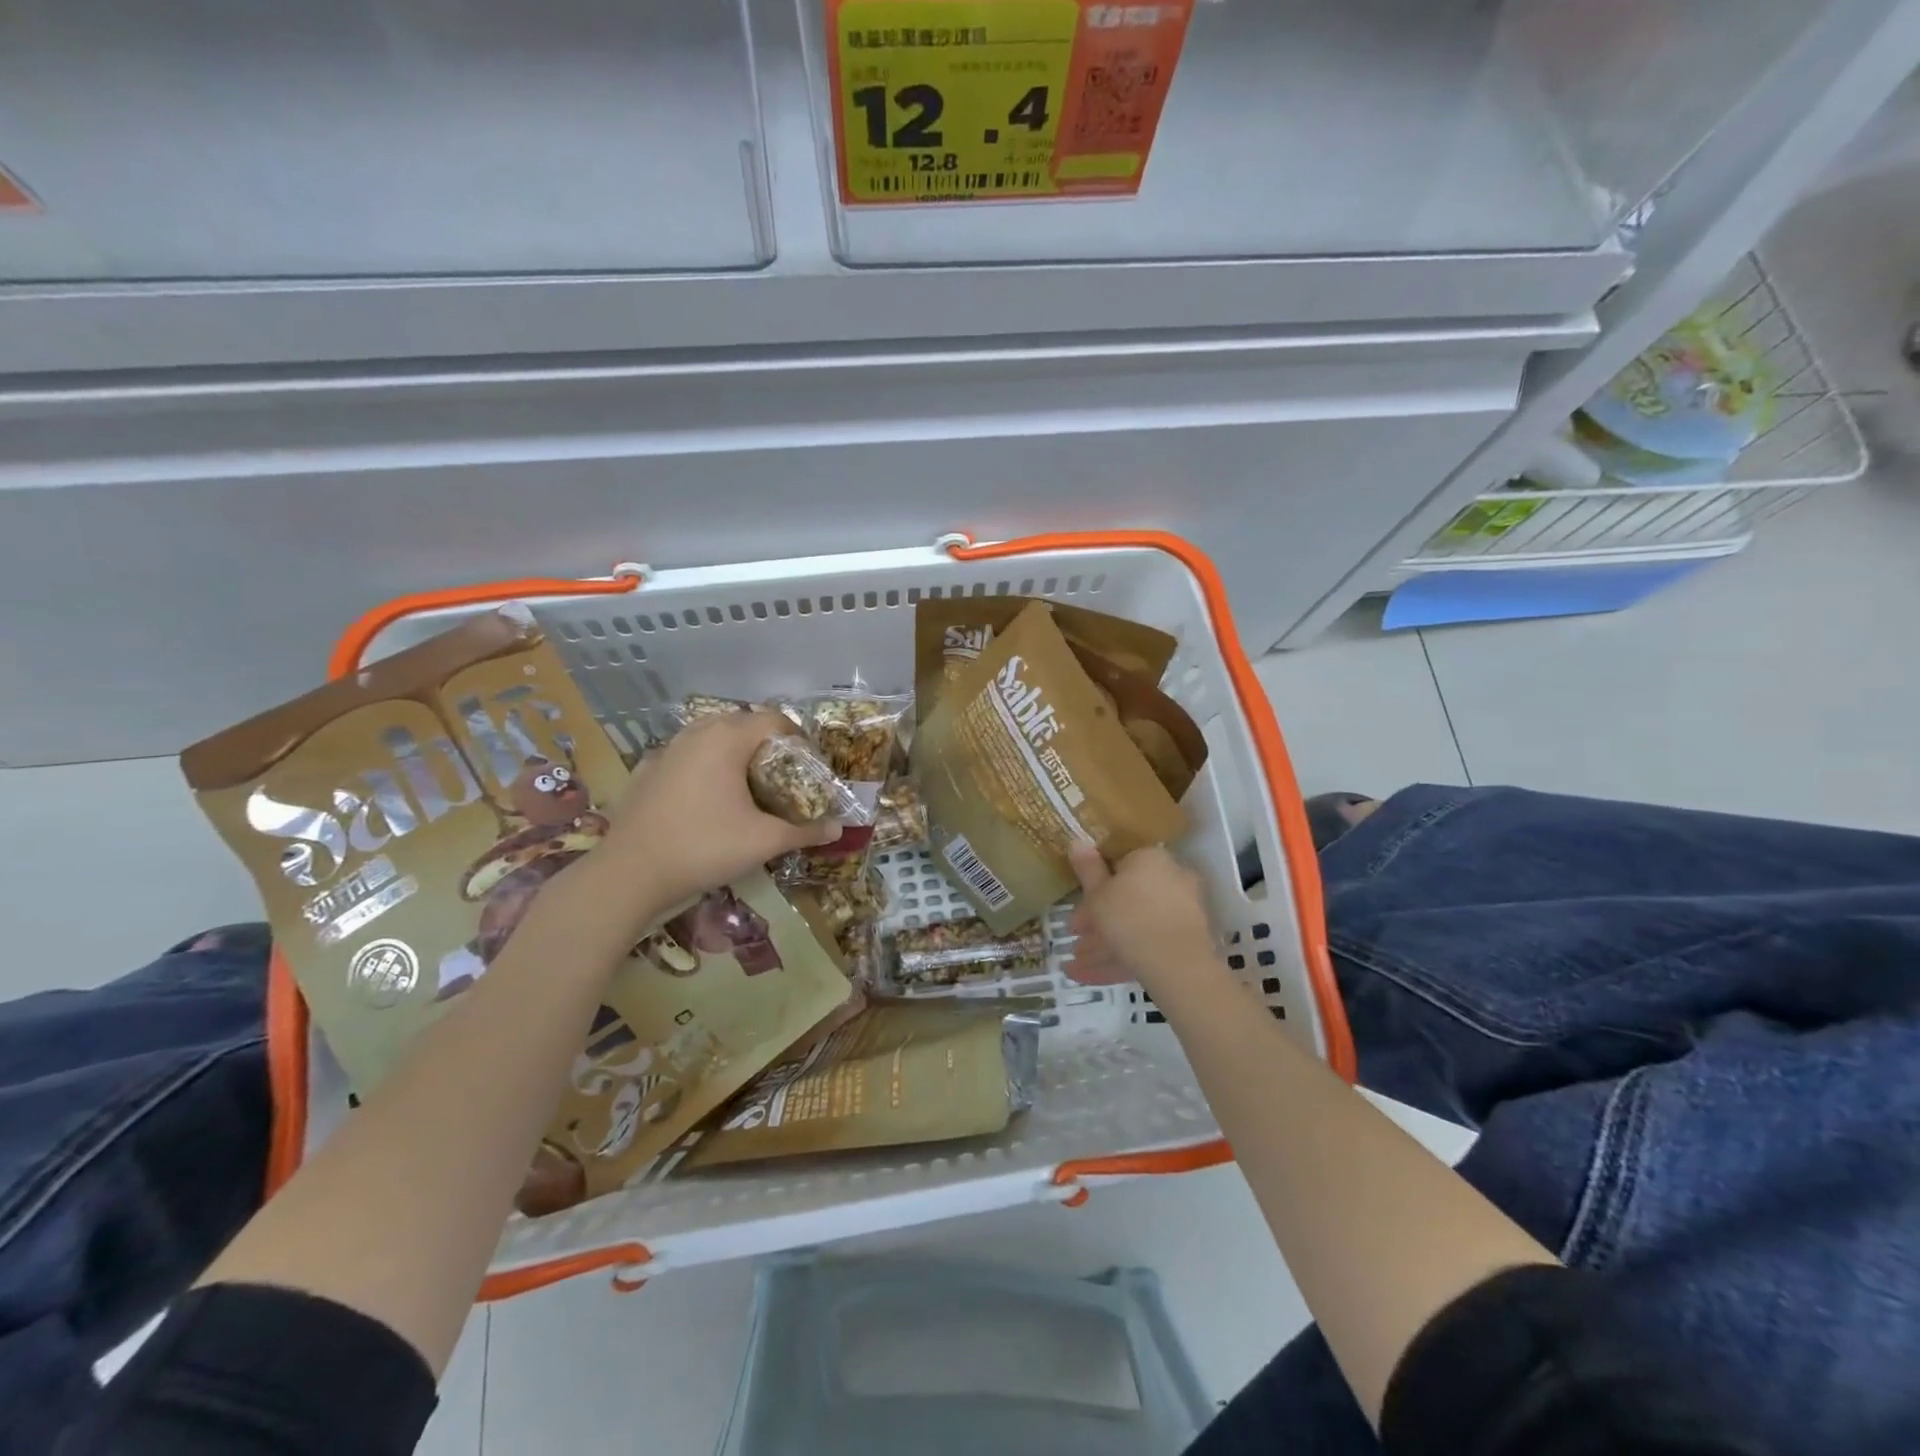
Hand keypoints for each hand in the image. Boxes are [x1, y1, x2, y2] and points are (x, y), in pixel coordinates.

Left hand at [604, 712, 839, 913]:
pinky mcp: (646, 770)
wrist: (630, 874)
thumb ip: (804, 832)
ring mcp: (666, 750)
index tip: (809, 765)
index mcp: (727, 739)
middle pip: (742, 723)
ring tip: (746, 784)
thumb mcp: (763, 841)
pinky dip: (702, 767)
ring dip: (732, 752)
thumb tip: (838, 830)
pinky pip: (684, 756)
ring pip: (709, 737)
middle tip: (782, 775)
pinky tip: (705, 797)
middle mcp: (696, 734)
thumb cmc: (704, 847)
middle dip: (766, 744)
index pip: (774, 720)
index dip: (798, 738)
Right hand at [1066, 843, 1218, 993]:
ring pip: (1136, 924)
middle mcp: (1171, 878)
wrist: (1177, 963)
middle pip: (1127, 898)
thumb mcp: (1097, 893)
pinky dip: (1121, 957)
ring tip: (1076, 967)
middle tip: (1075, 939)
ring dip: (1104, 944)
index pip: (1118, 866)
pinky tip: (1092, 977)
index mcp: (1150, 858)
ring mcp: (1181, 911)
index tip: (1077, 908)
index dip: (1093, 888)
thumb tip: (1078, 841)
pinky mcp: (1185, 941)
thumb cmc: (1128, 916)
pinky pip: (1148, 944)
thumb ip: (1087, 868)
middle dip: (1098, 922)